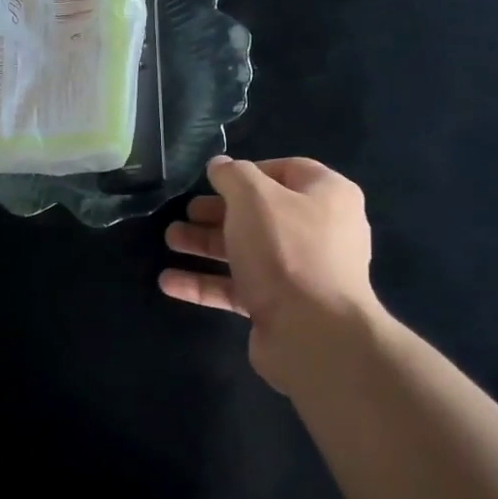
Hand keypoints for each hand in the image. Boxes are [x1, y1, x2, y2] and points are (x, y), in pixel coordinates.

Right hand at [162, 156, 380, 394]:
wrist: (313, 333)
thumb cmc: (286, 250)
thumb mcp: (253, 198)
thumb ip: (233, 175)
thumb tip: (220, 165)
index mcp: (327, 196)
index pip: (287, 171)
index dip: (248, 172)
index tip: (213, 179)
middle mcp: (320, 232)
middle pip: (261, 214)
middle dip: (217, 213)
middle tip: (184, 212)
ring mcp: (301, 273)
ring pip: (246, 252)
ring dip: (206, 245)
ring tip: (170, 240)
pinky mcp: (280, 308)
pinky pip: (239, 288)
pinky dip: (206, 283)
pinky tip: (169, 281)